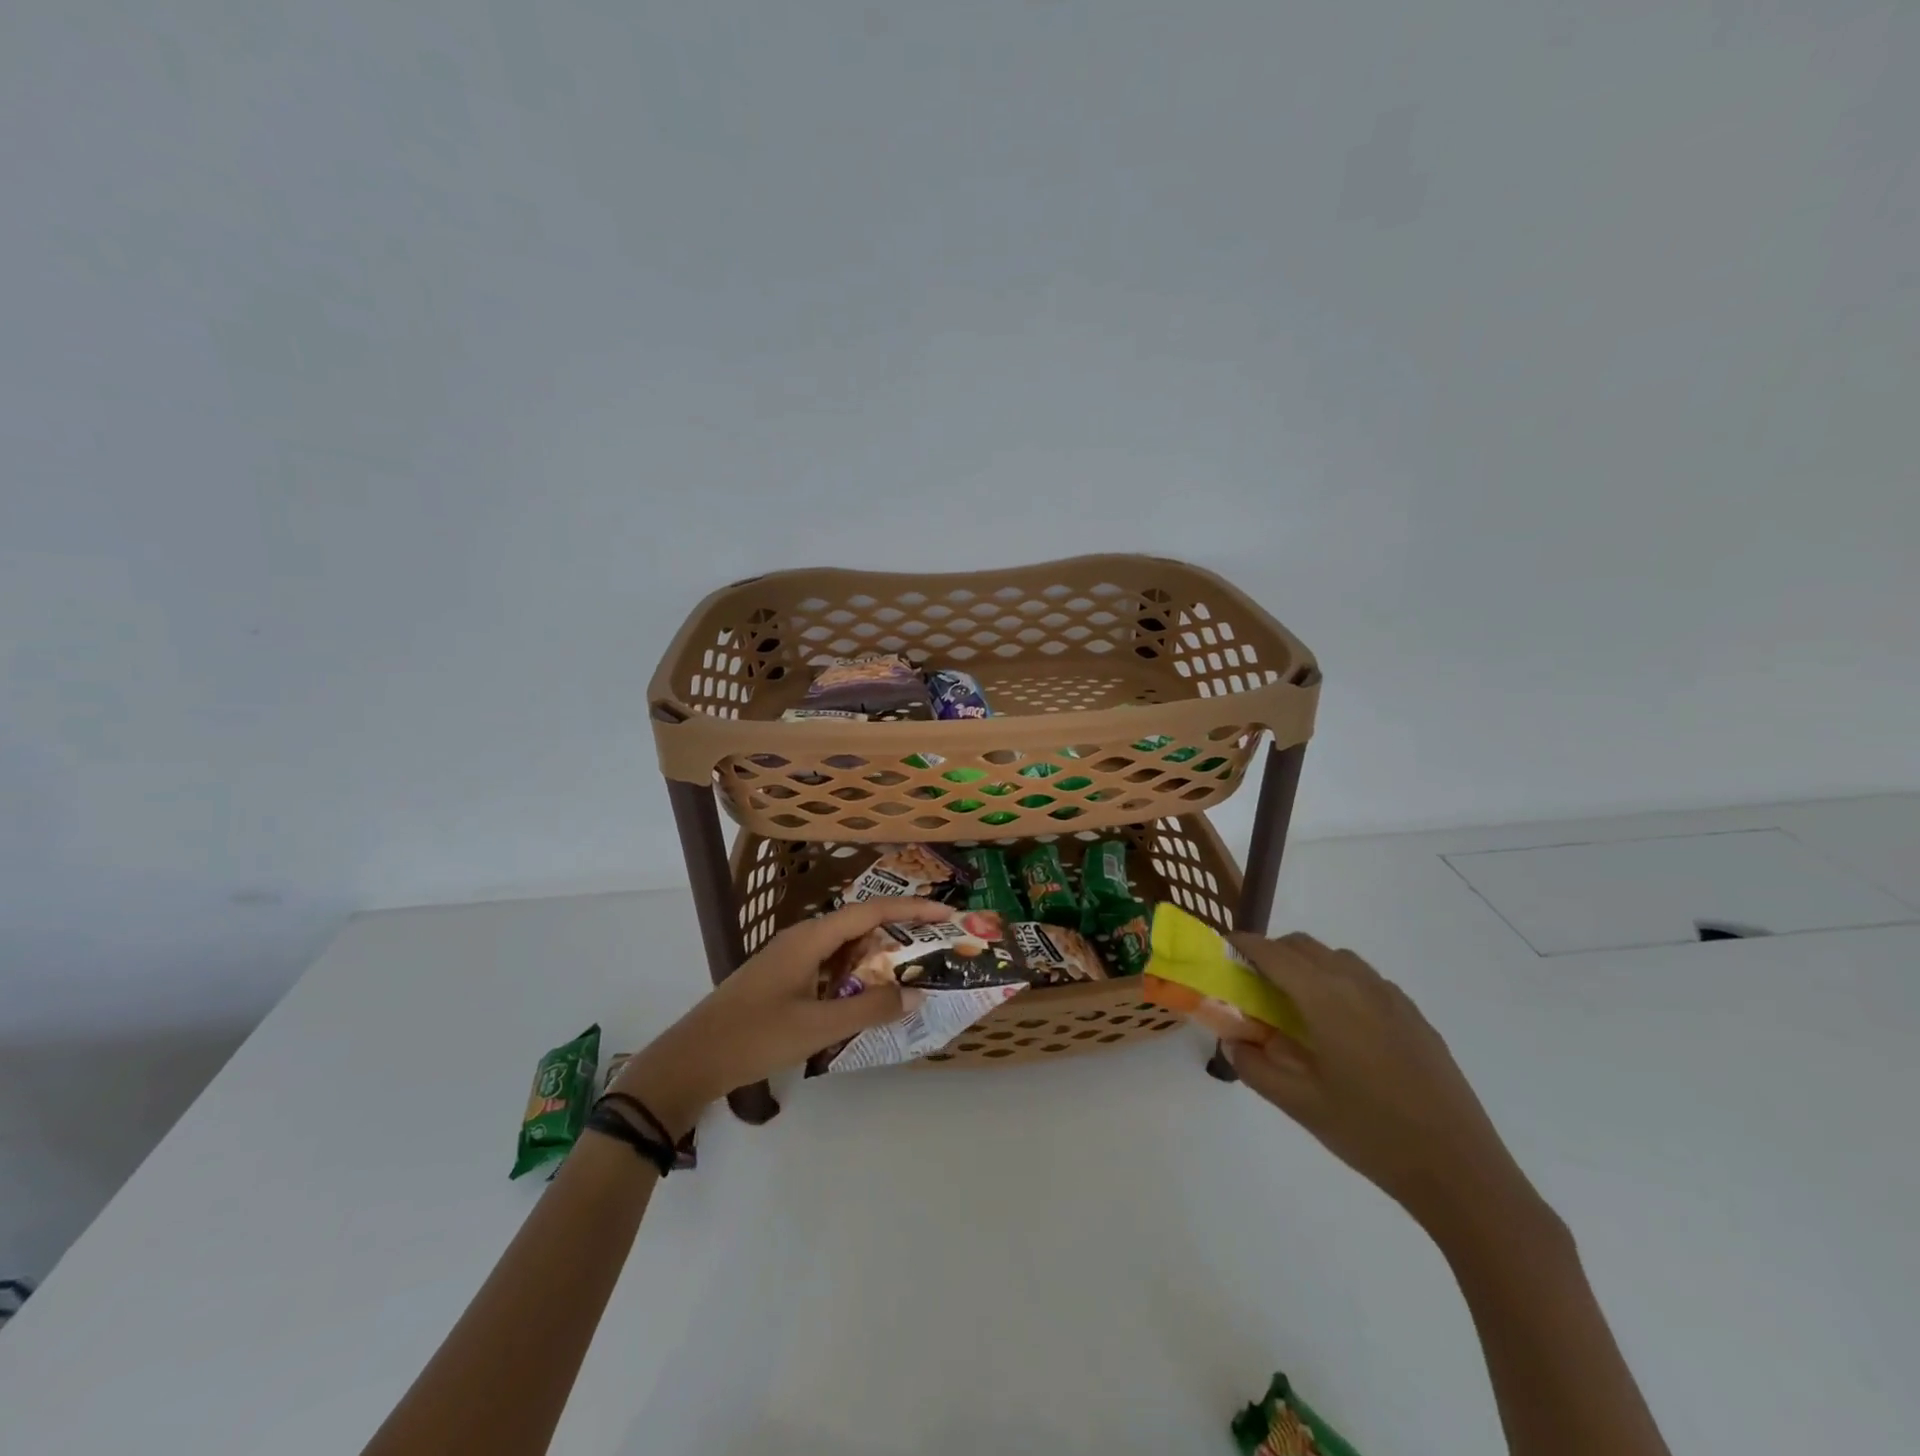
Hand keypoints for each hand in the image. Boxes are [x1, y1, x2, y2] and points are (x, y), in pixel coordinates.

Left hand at [612, 896, 951, 1135]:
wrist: (691, 1060)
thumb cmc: (754, 1037)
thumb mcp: (817, 1026)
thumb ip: (868, 1008)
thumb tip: (915, 993)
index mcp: (810, 938)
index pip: (870, 912)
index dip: (911, 910)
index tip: (946, 913)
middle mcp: (802, 938)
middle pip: (860, 925)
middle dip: (900, 931)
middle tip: (937, 944)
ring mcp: (791, 958)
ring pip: (845, 947)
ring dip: (878, 955)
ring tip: (914, 968)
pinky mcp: (784, 978)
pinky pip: (831, 965)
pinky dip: (857, 974)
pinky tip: (871, 994)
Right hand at [1226, 932, 1549, 1239]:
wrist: (1460, 1171)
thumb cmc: (1371, 1134)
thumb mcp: (1300, 1104)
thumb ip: (1256, 1067)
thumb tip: (1233, 1043)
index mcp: (1326, 999)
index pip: (1273, 953)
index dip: (1243, 945)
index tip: (1223, 949)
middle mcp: (1358, 984)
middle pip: (1304, 946)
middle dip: (1272, 953)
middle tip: (1252, 983)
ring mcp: (1392, 998)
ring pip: (1337, 959)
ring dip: (1307, 965)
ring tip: (1295, 1004)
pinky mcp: (1415, 1017)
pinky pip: (1366, 980)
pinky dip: (1339, 982)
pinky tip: (1340, 1026)